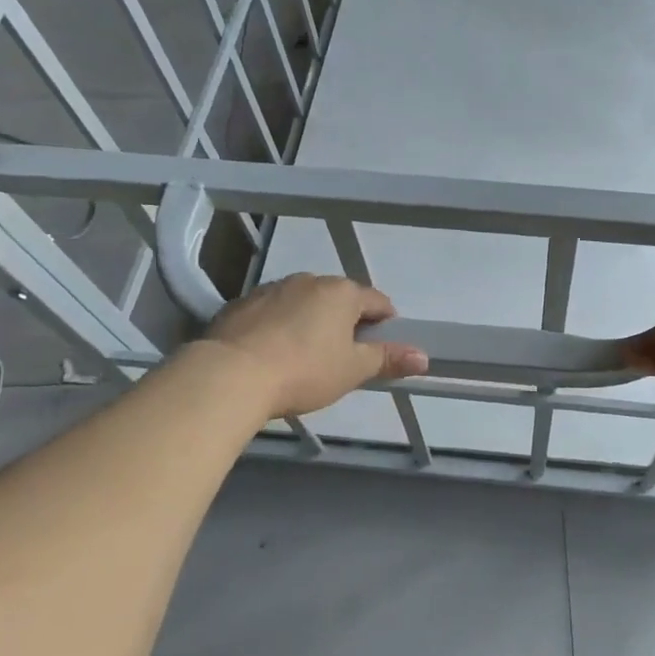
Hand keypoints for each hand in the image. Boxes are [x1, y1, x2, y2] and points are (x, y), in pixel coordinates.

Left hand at [199, 275, 428, 419]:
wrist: (230, 374)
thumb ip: (388, 360)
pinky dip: (277, 326)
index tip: (380, 348)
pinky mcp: (241, 303)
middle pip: (338, 299)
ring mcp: (272, 289)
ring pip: (303, 302)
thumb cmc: (304, 370)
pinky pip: (271, 311)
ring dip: (309, 321)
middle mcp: (309, 281)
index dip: (384, 324)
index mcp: (342, 293)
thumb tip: (424, 357)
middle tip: (341, 357)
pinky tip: (271, 353)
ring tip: (303, 356)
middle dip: (344, 322)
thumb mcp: (352, 370)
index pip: (377, 301)